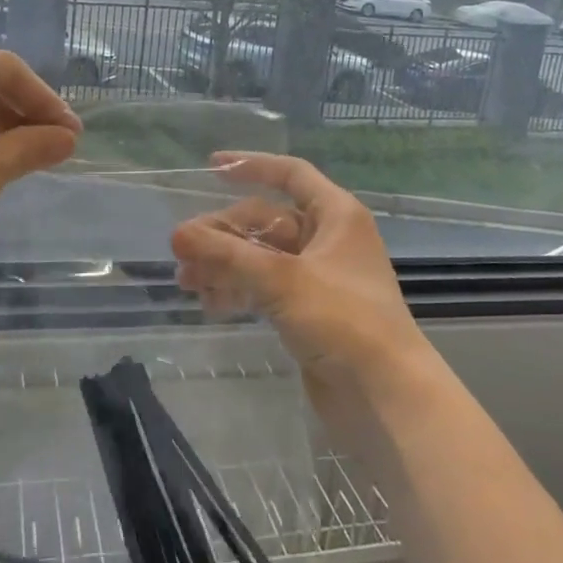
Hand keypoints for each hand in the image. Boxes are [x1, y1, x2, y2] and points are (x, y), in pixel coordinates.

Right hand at [169, 153, 435, 403]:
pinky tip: (210, 303)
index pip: (290, 174)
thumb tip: (177, 233)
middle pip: (267, 220)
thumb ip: (226, 254)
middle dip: (224, 233)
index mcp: (336, 215)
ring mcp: (318, 278)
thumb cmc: (343, 321)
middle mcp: (328, 240)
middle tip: (182, 250)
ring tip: (186, 281)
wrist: (385, 397)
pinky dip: (239, 290)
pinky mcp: (308, 312)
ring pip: (262, 257)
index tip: (210, 167)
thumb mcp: (281, 279)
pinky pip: (265, 288)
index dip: (251, 165)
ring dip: (224, 264)